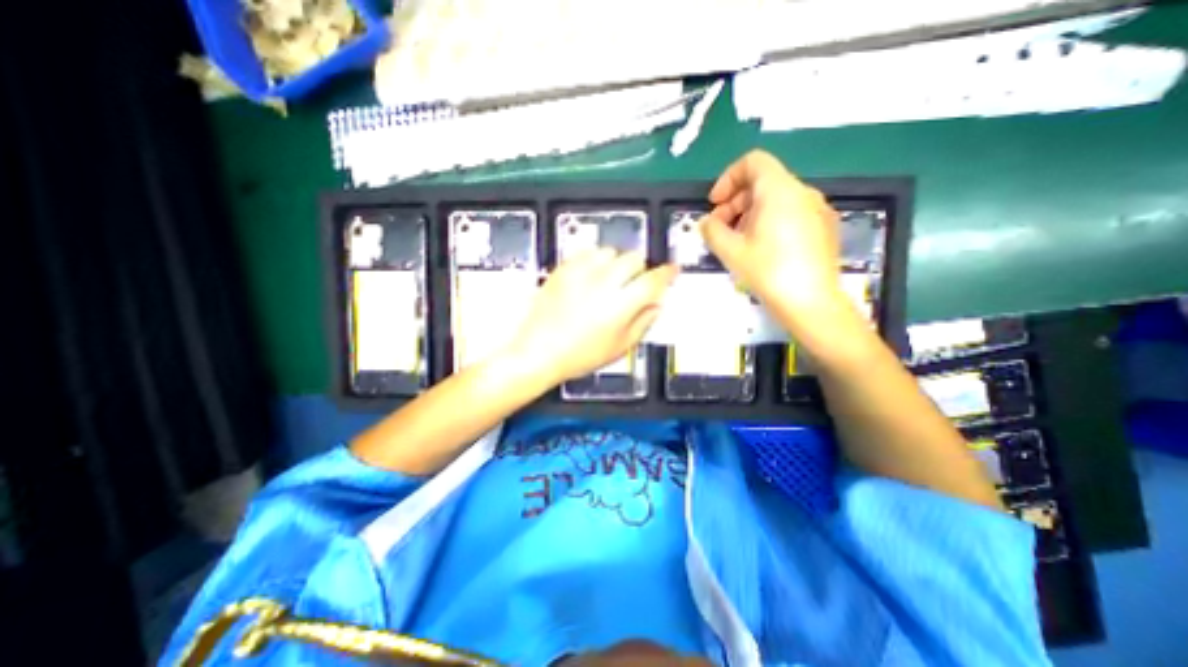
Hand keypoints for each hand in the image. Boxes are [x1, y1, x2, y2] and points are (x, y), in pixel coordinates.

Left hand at [500, 249, 678, 384]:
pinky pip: (587, 253)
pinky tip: (591, 276)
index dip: (666, 273)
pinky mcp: (563, 269)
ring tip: (610, 280)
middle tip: (635, 283)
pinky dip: (595, 260)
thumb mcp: (619, 347)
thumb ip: (643, 322)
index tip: (671, 270)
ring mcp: (580, 273)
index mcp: (621, 305)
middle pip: (634, 258)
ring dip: (617, 263)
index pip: (653, 280)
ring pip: (611, 251)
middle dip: (640, 268)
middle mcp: (603, 283)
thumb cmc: (578, 356)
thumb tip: (656, 305)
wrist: (538, 351)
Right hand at [699, 150, 853, 337]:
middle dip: (735, 201)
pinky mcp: (824, 228)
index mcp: (780, 190)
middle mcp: (803, 193)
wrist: (812, 304)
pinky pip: (791, 213)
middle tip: (719, 228)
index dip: (728, 178)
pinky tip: (761, 249)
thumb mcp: (731, 251)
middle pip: (763, 181)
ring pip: (777, 199)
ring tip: (737, 241)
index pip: (753, 162)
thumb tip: (707, 223)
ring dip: (750, 213)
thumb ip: (712, 230)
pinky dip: (769, 221)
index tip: (715, 203)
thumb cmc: (769, 272)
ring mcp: (817, 210)